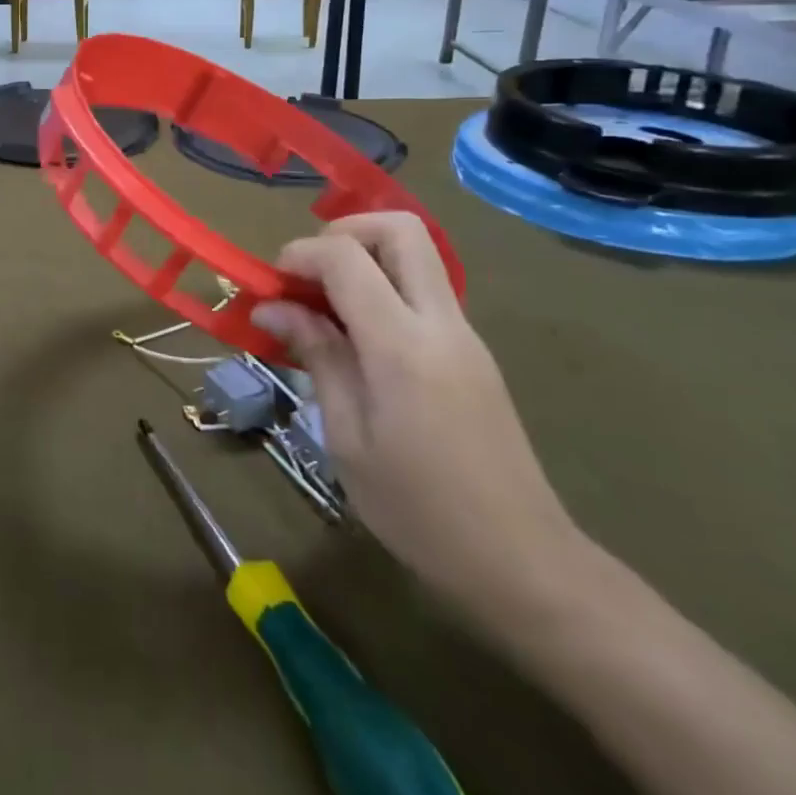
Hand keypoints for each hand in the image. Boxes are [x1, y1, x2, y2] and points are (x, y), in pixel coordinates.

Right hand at [252, 213, 585, 628]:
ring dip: (362, 258)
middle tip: (306, 274)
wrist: (525, 565)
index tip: (270, 286)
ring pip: (415, 254)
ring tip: (322, 306)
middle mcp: (440, 323)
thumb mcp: (347, 438)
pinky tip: (354, 336)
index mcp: (403, 346)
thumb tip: (273, 306)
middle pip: (399, 229)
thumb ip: (317, 357)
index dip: (299, 254)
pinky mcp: (472, 351)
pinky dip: (381, 286)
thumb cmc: (419, 511)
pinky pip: (422, 288)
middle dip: (342, 233)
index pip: (346, 257)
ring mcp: (464, 334)